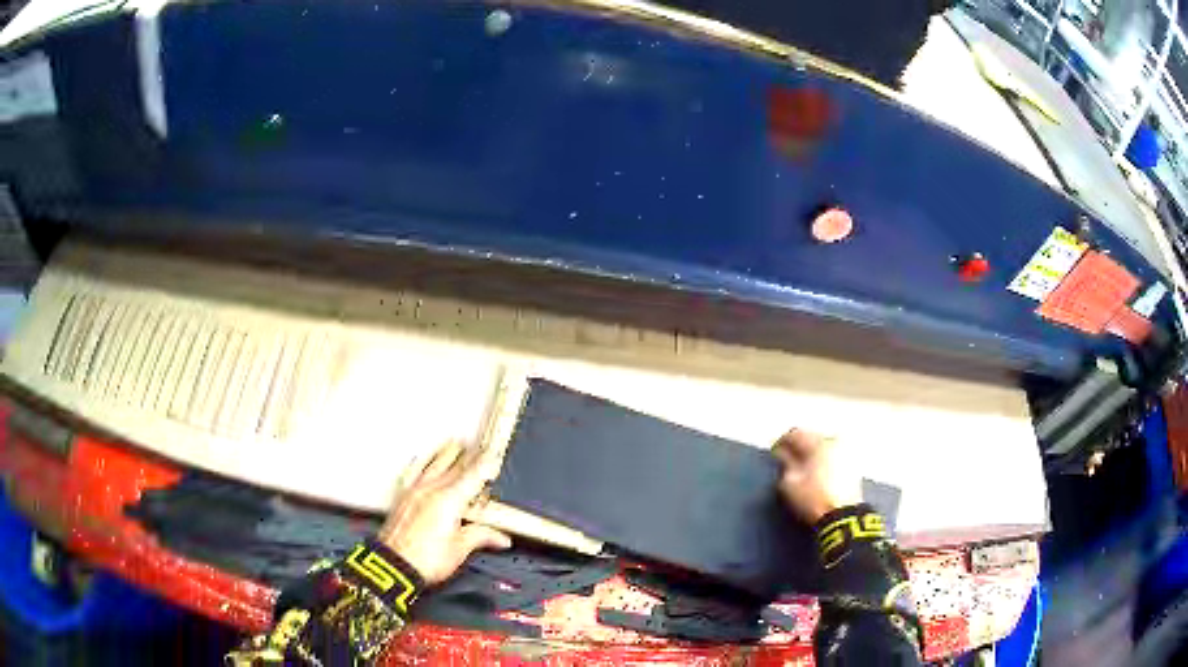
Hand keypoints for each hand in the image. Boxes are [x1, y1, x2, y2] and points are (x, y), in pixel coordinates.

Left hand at [378, 442, 511, 585]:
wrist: (393, 565)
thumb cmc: (426, 559)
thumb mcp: (460, 550)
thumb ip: (481, 537)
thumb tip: (500, 537)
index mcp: (450, 500)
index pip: (473, 476)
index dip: (485, 464)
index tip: (494, 455)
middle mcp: (431, 490)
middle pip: (453, 467)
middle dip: (468, 456)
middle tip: (478, 446)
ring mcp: (414, 492)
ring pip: (432, 466)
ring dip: (444, 454)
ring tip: (453, 444)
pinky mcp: (402, 498)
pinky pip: (413, 473)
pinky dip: (420, 464)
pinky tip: (420, 459)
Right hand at [772, 429, 862, 523]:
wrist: (843, 516)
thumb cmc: (813, 498)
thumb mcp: (789, 484)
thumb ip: (785, 464)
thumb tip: (783, 454)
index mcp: (818, 442)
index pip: (795, 434)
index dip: (781, 442)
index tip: (774, 452)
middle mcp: (835, 442)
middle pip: (812, 437)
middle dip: (799, 445)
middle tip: (788, 458)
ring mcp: (847, 452)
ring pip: (824, 445)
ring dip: (813, 452)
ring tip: (804, 465)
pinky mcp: (854, 465)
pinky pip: (834, 454)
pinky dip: (824, 459)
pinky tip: (818, 471)